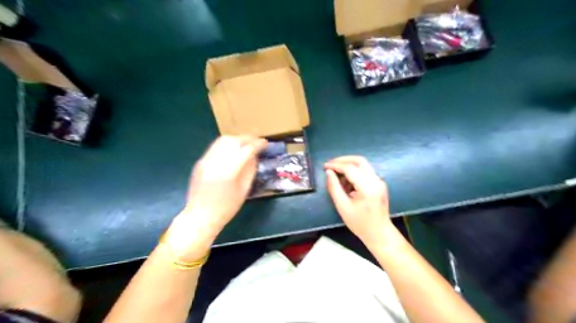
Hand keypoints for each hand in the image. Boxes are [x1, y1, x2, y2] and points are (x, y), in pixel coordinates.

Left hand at [165, 136, 266, 259]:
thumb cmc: (226, 208)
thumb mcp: (244, 190)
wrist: (200, 216)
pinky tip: (232, 151)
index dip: (258, 144)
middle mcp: (216, 161)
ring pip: (223, 140)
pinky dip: (227, 145)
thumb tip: (254, 156)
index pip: (247, 149)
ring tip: (245, 144)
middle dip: (248, 139)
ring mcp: (206, 160)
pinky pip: (215, 147)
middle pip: (234, 140)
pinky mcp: (200, 162)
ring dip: (237, 139)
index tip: (265, 144)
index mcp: (229, 171)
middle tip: (257, 143)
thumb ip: (250, 170)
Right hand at [326, 156, 393, 244]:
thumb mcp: (342, 207)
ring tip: (337, 178)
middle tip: (330, 165)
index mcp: (367, 188)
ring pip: (363, 165)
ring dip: (348, 166)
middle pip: (359, 160)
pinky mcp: (379, 183)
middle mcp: (376, 181)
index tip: (325, 167)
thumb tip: (329, 172)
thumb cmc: (360, 224)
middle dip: (343, 160)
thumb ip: (334, 187)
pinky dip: (354, 173)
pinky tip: (346, 183)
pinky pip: (365, 172)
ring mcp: (379, 181)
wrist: (379, 233)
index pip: (350, 168)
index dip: (336, 165)